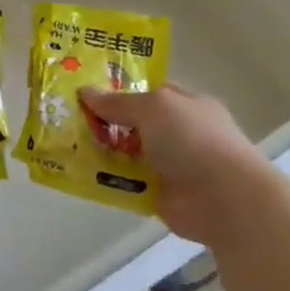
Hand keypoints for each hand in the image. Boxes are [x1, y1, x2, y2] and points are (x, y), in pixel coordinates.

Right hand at [78, 84, 274, 245]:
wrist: (224, 198)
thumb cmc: (193, 139)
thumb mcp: (153, 107)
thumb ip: (118, 102)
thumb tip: (85, 92)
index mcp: (185, 105)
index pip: (148, 93)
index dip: (118, 92)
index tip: (84, 94)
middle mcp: (178, 133)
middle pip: (133, 124)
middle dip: (104, 122)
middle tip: (66, 120)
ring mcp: (169, 165)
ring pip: (127, 154)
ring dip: (101, 152)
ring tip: (65, 146)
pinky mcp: (159, 195)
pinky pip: (126, 184)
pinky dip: (108, 181)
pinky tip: (80, 175)